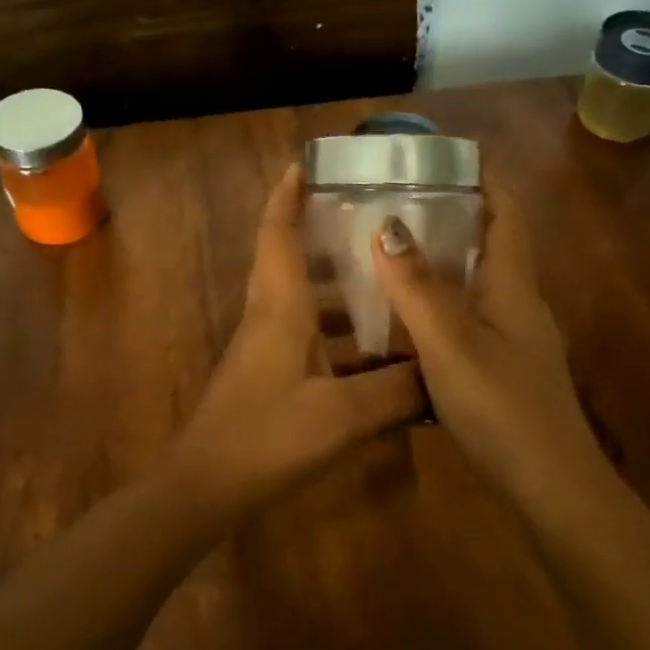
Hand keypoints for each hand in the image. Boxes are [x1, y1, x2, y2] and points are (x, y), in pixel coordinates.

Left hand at [168, 164, 424, 505]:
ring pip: (303, 300)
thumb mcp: (343, 413)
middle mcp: (270, 315)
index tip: (306, 163)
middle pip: (292, 258)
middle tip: (373, 222)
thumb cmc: (268, 435)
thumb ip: (397, 391)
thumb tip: (443, 373)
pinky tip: (376, 352)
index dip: (288, 194)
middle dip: (325, 233)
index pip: (278, 232)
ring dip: (338, 286)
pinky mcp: (269, 375)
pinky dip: (338, 332)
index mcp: (280, 305)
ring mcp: (265, 347)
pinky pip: (307, 336)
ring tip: (388, 279)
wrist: (206, 486)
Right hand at [370, 176, 598, 486]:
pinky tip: (407, 314)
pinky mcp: (505, 367)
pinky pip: (470, 315)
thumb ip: (417, 287)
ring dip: (444, 259)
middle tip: (399, 198)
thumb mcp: (451, 344)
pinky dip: (441, 300)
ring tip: (392, 247)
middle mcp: (519, 303)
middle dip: (454, 213)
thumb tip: (387, 223)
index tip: (446, 153)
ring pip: (479, 281)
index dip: (485, 176)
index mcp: (513, 285)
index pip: (506, 211)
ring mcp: (515, 338)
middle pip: (491, 242)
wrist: (552, 488)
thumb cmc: (503, 408)